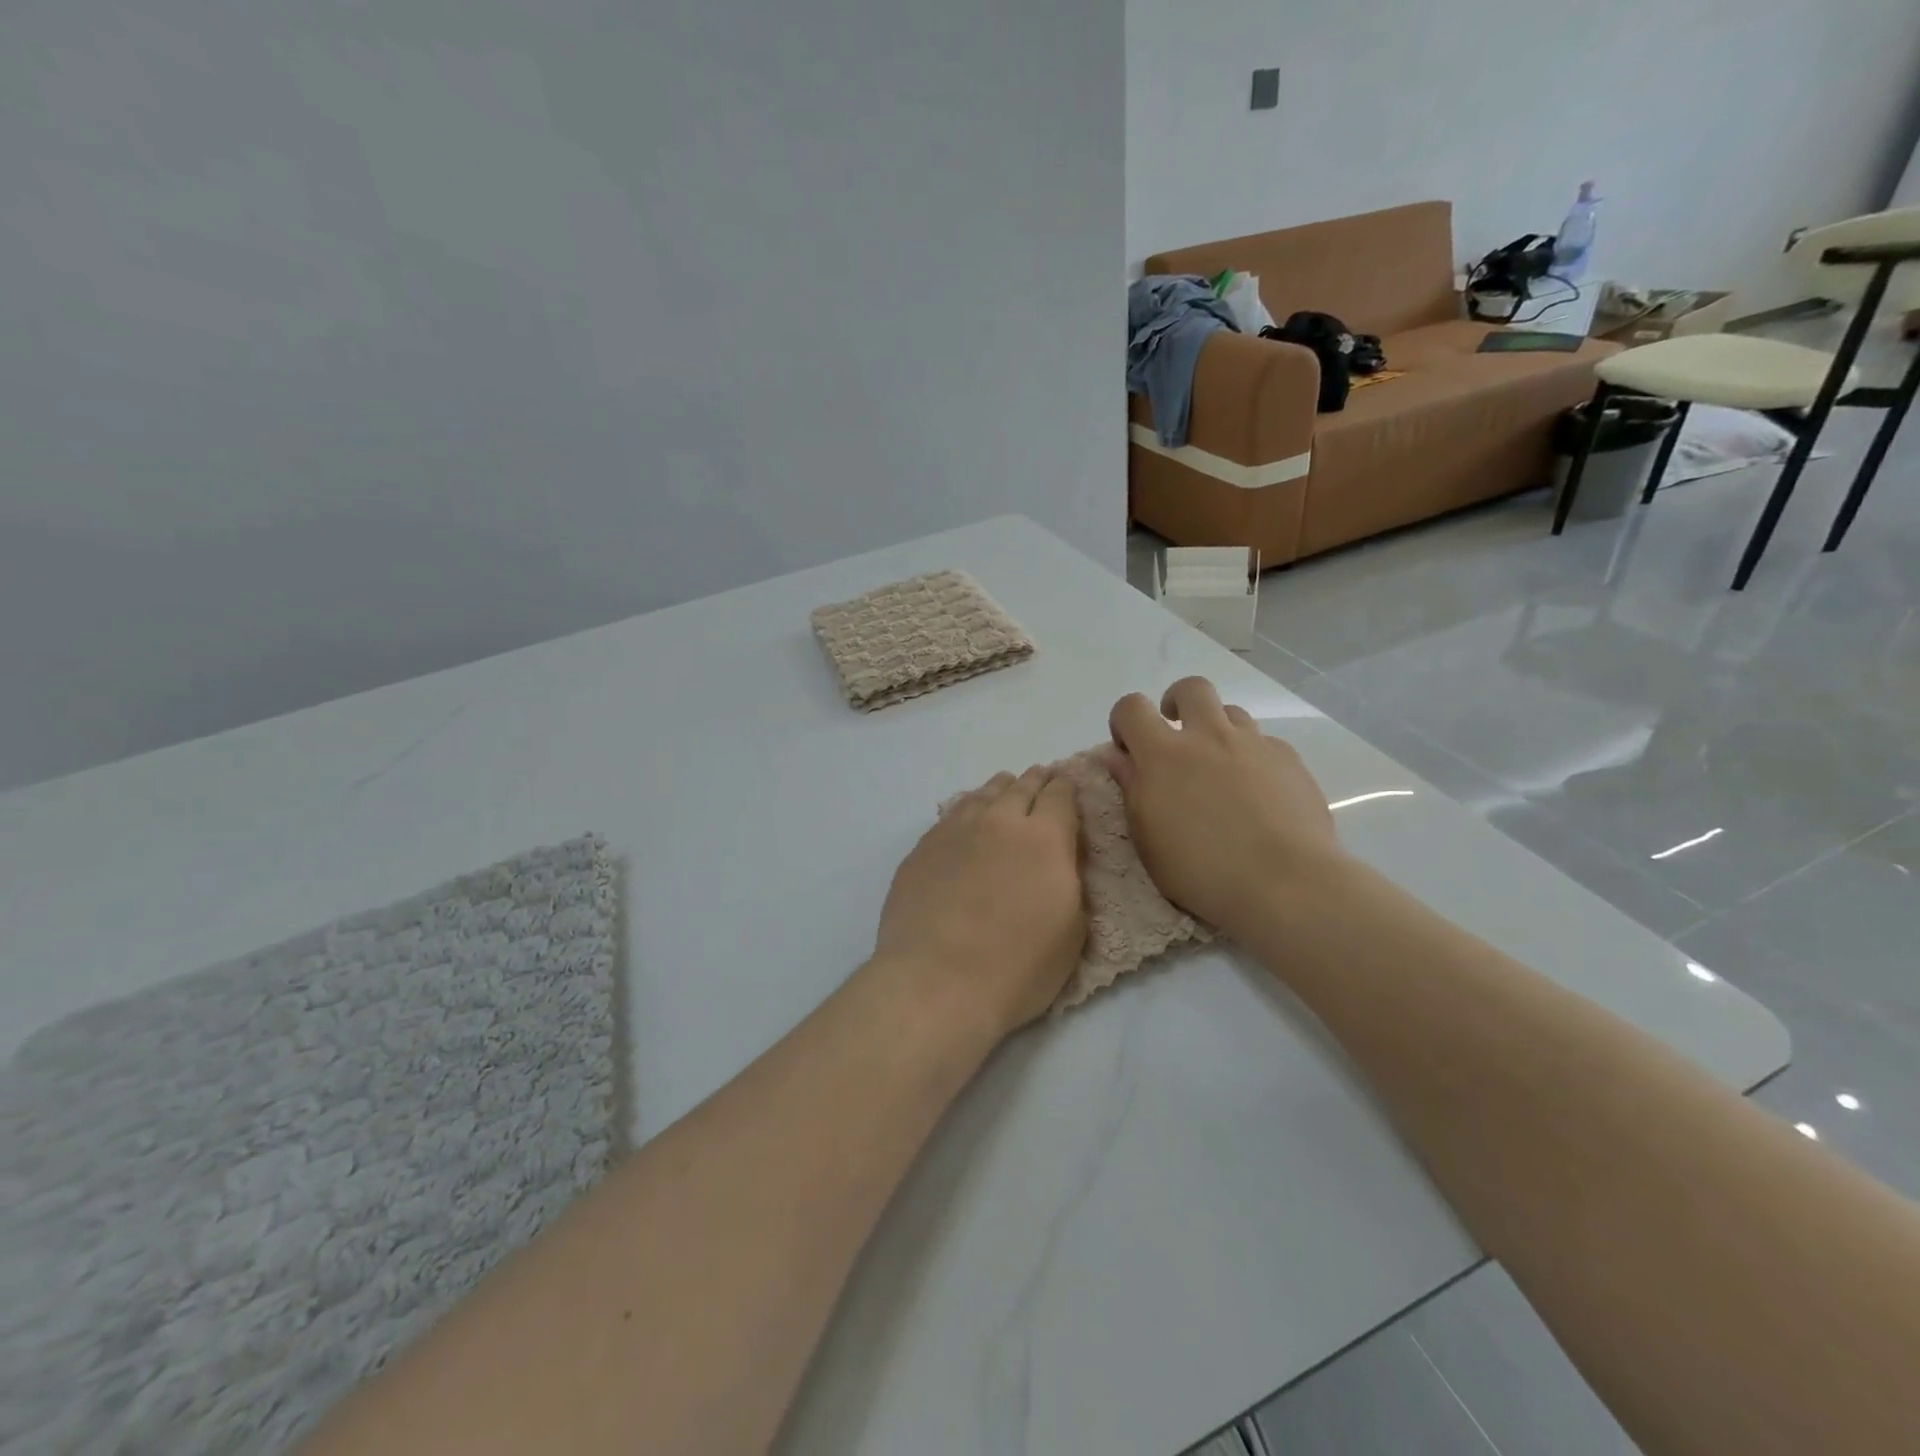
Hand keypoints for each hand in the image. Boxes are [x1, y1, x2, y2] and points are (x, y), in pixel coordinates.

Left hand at [874, 766, 1085, 1036]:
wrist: (937, 983)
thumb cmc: (1017, 968)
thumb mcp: (1072, 930)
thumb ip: (1070, 881)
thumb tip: (1061, 859)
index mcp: (1045, 838)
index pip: (1061, 795)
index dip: (1068, 787)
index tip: (1069, 786)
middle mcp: (1000, 820)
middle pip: (1022, 785)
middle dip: (1037, 781)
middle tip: (1042, 779)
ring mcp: (956, 829)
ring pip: (984, 794)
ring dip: (1001, 790)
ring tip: (1006, 790)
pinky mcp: (923, 847)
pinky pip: (953, 813)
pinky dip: (969, 808)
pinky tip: (968, 818)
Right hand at [1104, 677, 1344, 938]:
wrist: (1285, 883)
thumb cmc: (1202, 870)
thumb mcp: (1147, 838)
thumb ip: (1131, 788)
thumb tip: (1118, 756)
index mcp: (1163, 754)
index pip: (1131, 707)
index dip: (1124, 721)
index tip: (1128, 749)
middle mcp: (1208, 736)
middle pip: (1191, 688)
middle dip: (1177, 703)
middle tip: (1178, 738)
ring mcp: (1254, 744)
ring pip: (1231, 713)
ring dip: (1218, 731)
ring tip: (1219, 769)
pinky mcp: (1289, 760)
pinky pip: (1264, 744)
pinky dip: (1252, 758)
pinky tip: (1258, 794)